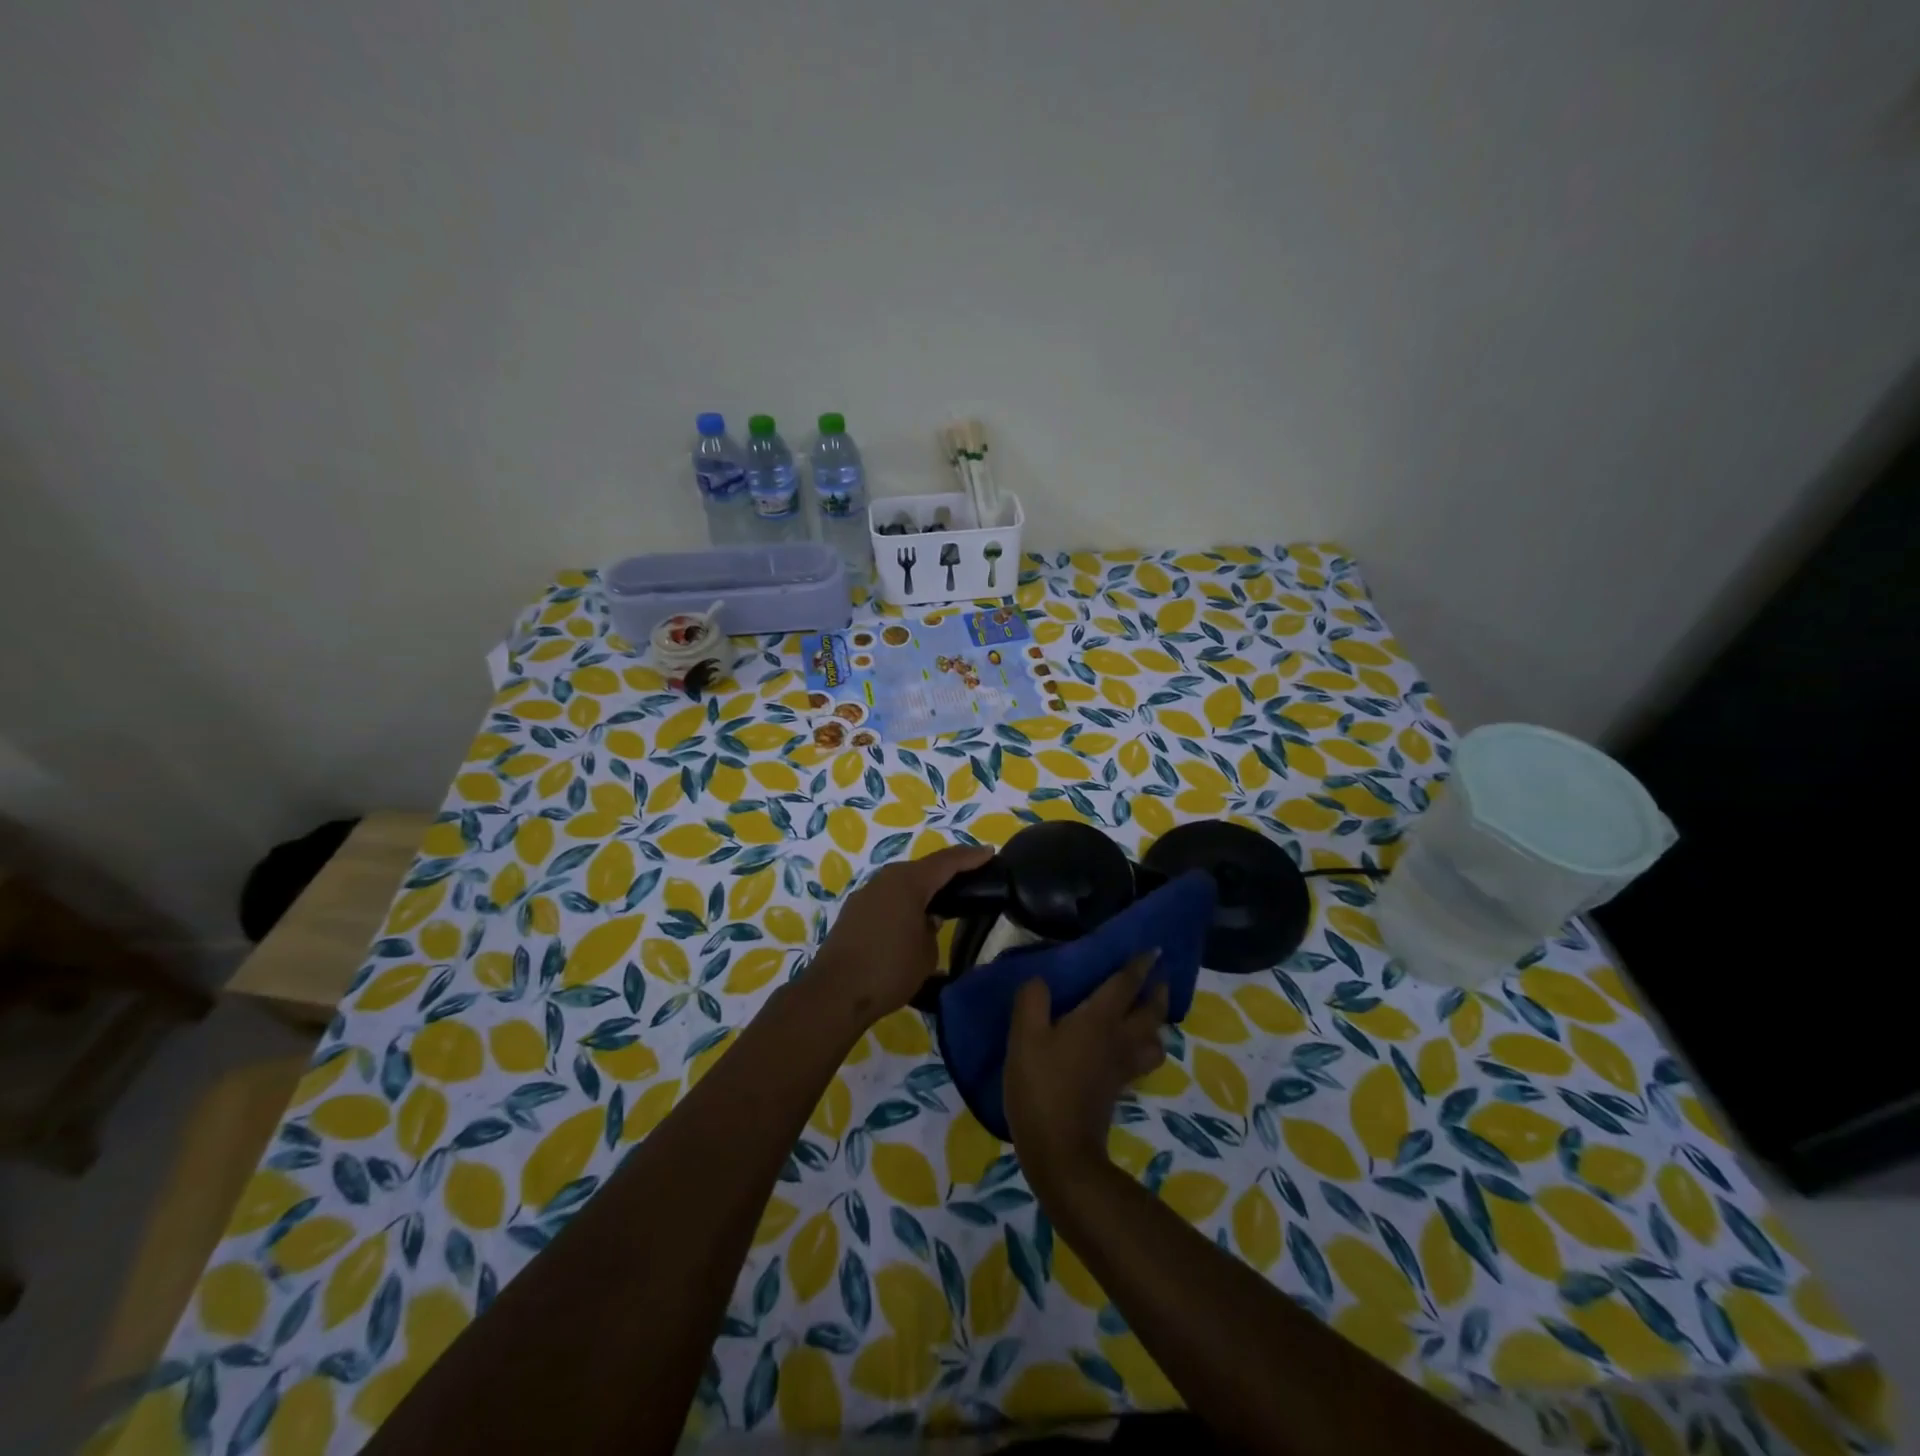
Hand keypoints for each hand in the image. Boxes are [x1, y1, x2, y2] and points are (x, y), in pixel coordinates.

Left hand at [808, 844, 992, 1029]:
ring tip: (943, 899)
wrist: (836, 993)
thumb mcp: (926, 952)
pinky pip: (888, 897)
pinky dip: (905, 901)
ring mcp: (866, 894)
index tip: (989, 852)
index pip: (947, 862)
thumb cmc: (890, 969)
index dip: (970, 857)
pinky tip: (913, 917)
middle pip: (923, 868)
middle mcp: (885, 879)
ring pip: (902, 882)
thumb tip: (927, 919)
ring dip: (923, 887)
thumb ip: (933, 928)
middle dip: (947, 870)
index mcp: (908, 881)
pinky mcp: (853, 912)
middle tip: (970, 876)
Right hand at [1004, 952, 1168, 1187]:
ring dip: (1156, 1024)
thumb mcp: (1024, 1037)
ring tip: (1148, 1016)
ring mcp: (1121, 1068)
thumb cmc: (1042, 1087)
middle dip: (1156, 993)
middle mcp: (1118, 1039)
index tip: (1155, 950)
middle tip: (1158, 978)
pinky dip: (1144, 1049)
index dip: (1139, 965)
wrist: (1060, 1151)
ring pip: (1153, 1040)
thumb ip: (1032, 1000)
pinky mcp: (1117, 1090)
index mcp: (1099, 1019)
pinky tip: (1129, 1050)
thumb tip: (1040, 980)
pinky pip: (1141, 1061)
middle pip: (1150, 1012)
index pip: (1125, 984)